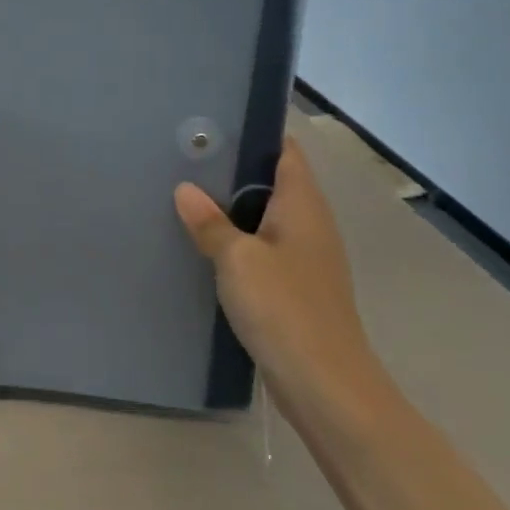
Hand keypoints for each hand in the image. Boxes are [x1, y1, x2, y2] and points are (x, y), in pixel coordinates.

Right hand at [174, 137, 380, 422]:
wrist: (325, 385)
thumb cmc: (284, 308)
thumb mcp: (237, 260)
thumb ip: (210, 222)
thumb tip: (184, 189)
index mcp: (303, 205)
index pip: (285, 151)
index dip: (256, 133)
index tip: (214, 125)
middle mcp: (309, 223)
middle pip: (273, 181)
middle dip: (234, 169)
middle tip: (187, 158)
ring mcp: (305, 256)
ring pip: (266, 216)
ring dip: (233, 206)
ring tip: (187, 193)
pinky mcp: (295, 285)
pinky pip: (263, 246)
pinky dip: (238, 238)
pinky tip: (206, 243)